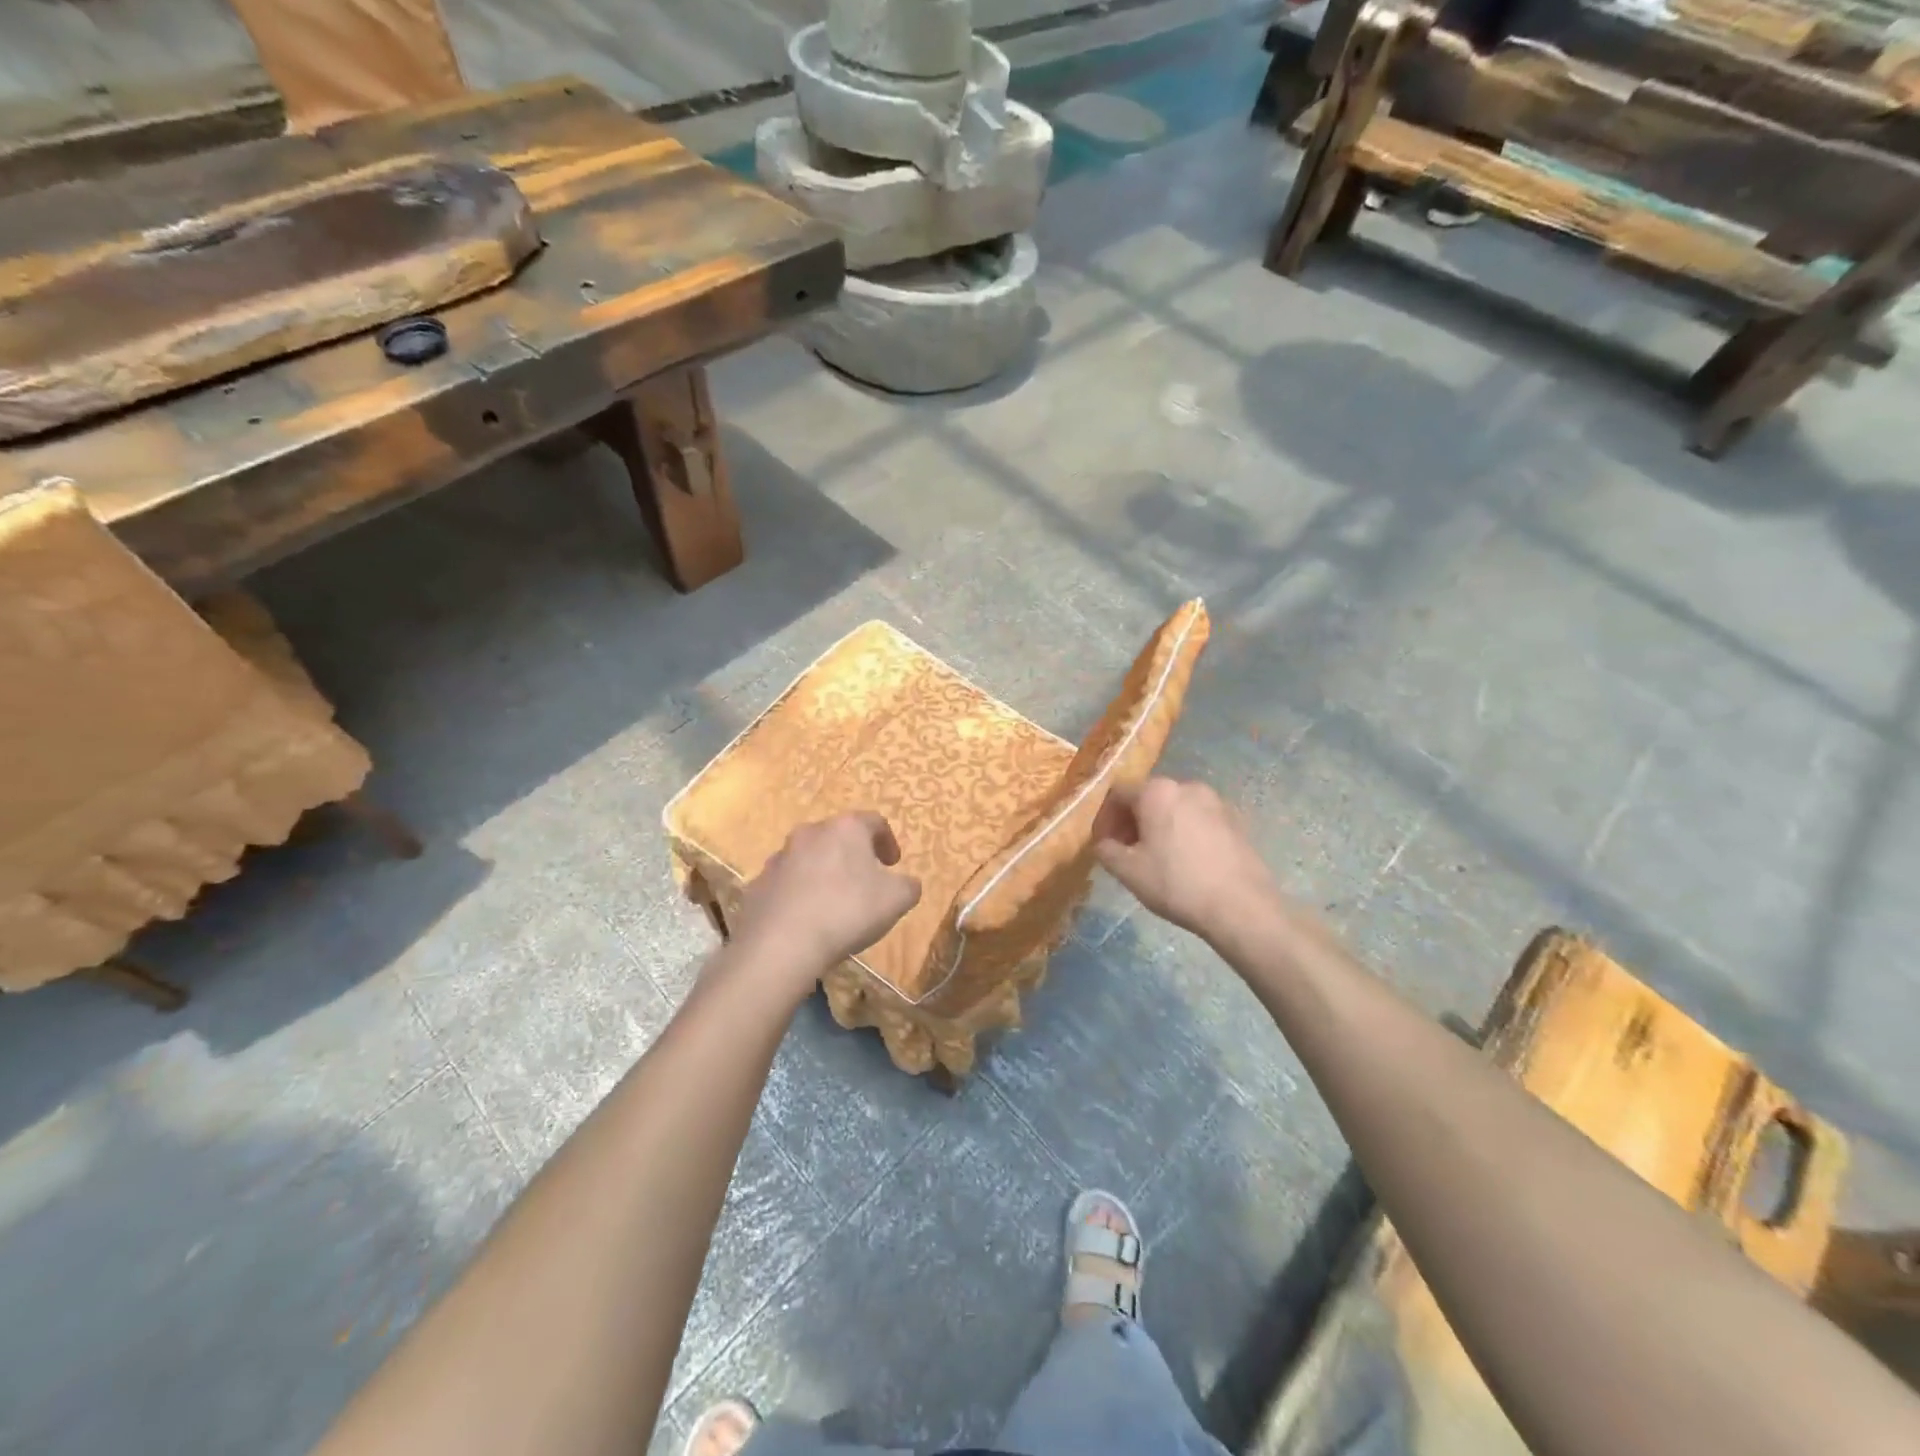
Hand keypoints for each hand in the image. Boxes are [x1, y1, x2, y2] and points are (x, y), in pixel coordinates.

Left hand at [732, 812, 922, 974]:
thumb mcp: (897, 900)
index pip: (874, 822)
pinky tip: (806, 920)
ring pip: (808, 859)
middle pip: (837, 837)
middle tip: (864, 881)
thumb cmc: (848, 911)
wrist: (781, 944)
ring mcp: (779, 858)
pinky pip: (785, 885)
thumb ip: (908, 886)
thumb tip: (906, 883)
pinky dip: (798, 895)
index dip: (888, 841)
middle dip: (852, 855)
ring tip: (833, 904)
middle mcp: (809, 833)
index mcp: (845, 828)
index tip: (893, 864)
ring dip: (823, 873)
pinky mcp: (757, 885)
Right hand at [1092, 778, 1277, 938]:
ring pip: (1175, 808)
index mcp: (1157, 791)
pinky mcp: (1236, 820)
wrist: (1241, 906)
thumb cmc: (1176, 883)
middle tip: (1125, 852)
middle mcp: (1187, 786)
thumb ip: (1106, 849)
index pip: (1118, 794)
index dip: (1104, 818)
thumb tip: (1104, 843)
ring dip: (1158, 826)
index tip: (1102, 844)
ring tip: (1156, 858)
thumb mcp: (1128, 871)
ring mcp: (1216, 801)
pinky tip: (1185, 861)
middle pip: (1148, 797)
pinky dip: (1184, 832)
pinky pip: (1198, 819)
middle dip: (1132, 822)